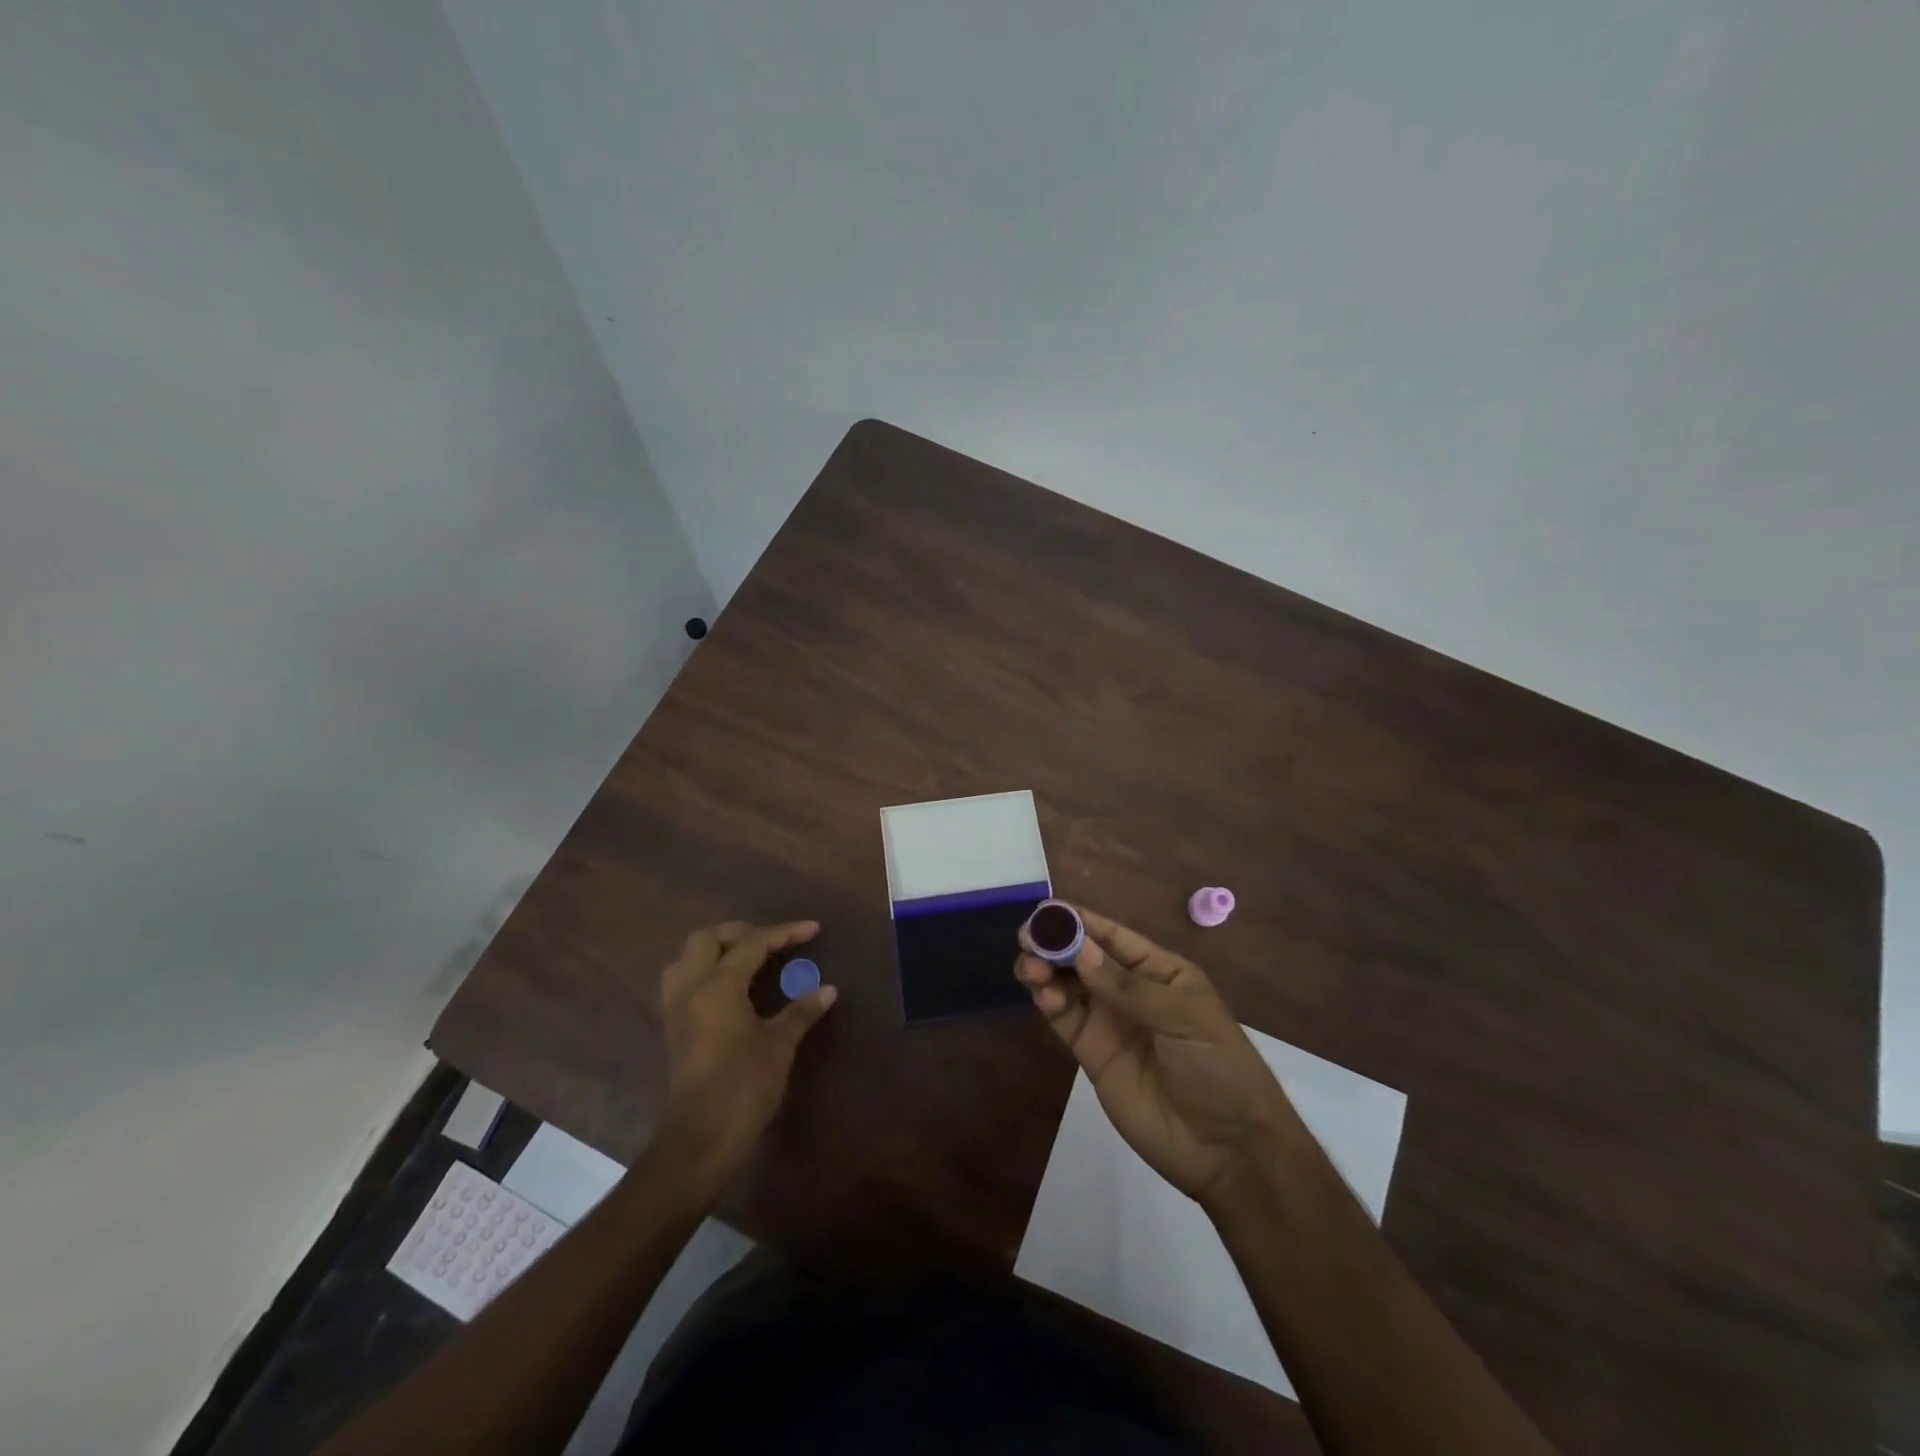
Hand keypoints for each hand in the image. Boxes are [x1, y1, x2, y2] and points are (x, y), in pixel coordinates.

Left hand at [661, 920, 836, 1175]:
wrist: (701, 1137)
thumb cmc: (744, 1086)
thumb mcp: (779, 1045)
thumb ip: (801, 1011)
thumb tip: (828, 989)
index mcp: (718, 986)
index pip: (752, 943)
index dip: (784, 933)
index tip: (812, 929)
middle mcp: (691, 987)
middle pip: (708, 939)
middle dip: (741, 932)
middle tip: (773, 941)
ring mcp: (676, 1007)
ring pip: (687, 957)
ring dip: (716, 949)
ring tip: (747, 957)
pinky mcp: (673, 1027)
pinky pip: (682, 980)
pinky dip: (704, 970)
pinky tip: (728, 985)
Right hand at [1015, 905, 1297, 1208]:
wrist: (1227, 1151)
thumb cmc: (1219, 1069)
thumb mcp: (1184, 1019)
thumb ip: (1129, 987)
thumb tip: (1081, 951)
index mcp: (1159, 970)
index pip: (1113, 936)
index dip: (1080, 921)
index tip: (1046, 911)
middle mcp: (1129, 989)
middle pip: (1083, 957)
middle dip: (1055, 943)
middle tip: (1027, 938)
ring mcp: (1108, 1021)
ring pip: (1067, 984)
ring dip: (1045, 969)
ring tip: (1029, 967)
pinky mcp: (1091, 1053)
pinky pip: (1065, 1018)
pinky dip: (1048, 1002)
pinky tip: (1042, 995)